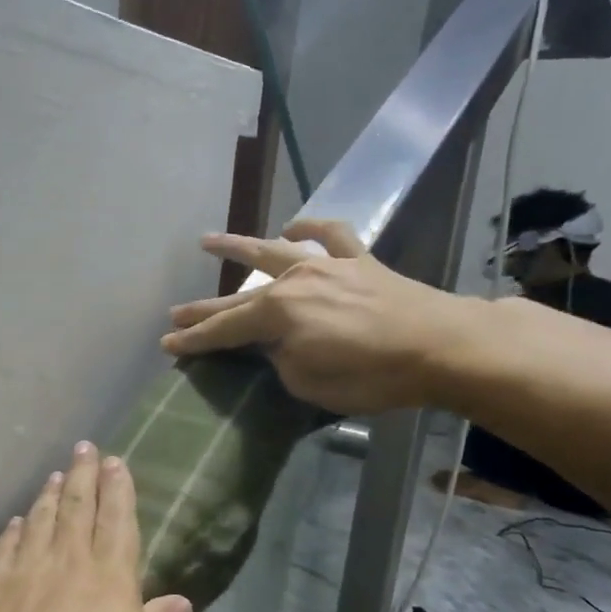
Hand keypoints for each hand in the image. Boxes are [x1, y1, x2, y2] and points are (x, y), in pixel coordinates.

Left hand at [0, 443, 193, 611]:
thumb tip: (182, 601)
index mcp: (109, 584)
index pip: (118, 525)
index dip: (118, 491)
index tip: (116, 462)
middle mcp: (67, 565)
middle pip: (77, 509)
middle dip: (84, 476)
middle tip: (85, 447)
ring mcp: (22, 572)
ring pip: (41, 520)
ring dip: (50, 494)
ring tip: (56, 473)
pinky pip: (6, 546)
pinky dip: (14, 529)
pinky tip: (17, 521)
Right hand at [160, 218, 476, 415]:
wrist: (443, 346)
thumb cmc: (372, 375)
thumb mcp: (309, 383)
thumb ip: (281, 361)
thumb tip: (277, 346)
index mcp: (279, 313)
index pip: (225, 329)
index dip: (195, 339)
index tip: (167, 344)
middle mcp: (295, 280)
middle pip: (239, 295)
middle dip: (205, 307)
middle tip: (174, 313)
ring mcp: (327, 266)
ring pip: (273, 251)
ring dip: (239, 246)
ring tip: (208, 241)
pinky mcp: (359, 261)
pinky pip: (330, 235)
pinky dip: (310, 228)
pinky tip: (294, 227)